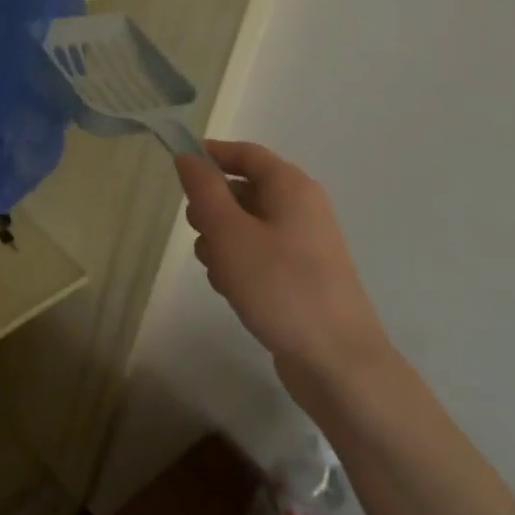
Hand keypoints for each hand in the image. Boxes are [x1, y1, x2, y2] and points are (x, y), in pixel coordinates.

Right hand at [175, 141, 389, 397]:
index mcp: (291, 187)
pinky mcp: (300, 275)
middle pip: (242, 189)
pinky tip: (233, 290)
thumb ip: (204, 190)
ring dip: (221, 242)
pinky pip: (257, 254)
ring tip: (219, 271)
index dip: (210, 154)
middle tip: (198, 231)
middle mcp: (301, 208)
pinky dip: (238, 264)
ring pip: (244, 225)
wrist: (337, 361)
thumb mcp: (229, 232)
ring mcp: (303, 244)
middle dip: (211, 208)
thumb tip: (188, 156)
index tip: (177, 168)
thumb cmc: (279, 286)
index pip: (246, 153)